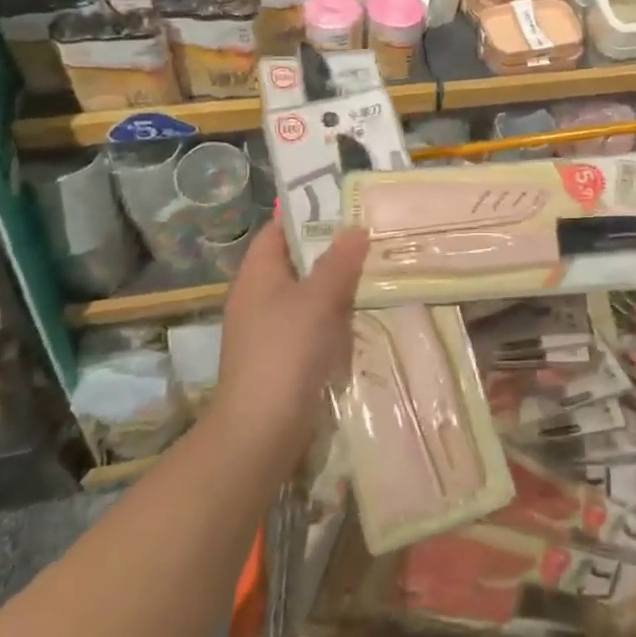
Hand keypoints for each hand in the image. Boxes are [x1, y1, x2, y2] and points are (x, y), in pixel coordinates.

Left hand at [209, 222, 368, 474]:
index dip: (306, 214)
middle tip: (373, 236)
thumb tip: (355, 229)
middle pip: (297, 262)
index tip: (345, 205)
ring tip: (378, 270)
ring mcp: (270, 330)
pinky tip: (363, 317)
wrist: (261, 432)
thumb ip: (338, 262)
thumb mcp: (317, 300)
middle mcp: (259, 297)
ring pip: (308, 295)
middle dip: (331, 250)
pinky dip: (335, 318)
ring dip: (337, 286)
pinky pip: (312, 325)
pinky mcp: (284, 358)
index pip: (278, 230)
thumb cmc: (285, 353)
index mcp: (257, 274)